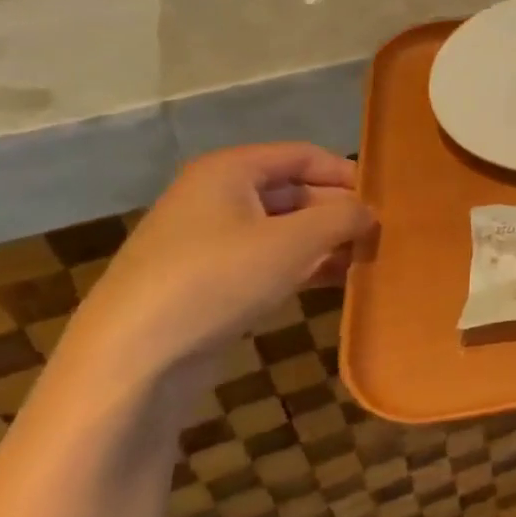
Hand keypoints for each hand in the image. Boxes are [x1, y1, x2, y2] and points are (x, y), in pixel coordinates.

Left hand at [65, 143, 374, 384]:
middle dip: (337, 212)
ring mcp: (207, 241)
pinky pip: (265, 261)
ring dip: (324, 242)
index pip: (303, 155)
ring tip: (366, 261)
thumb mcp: (294, 242)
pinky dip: (301, 266)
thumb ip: (341, 217)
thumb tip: (369, 212)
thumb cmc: (217, 280)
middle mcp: (216, 196)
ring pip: (282, 230)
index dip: (346, 173)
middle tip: (380, 235)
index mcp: (230, 170)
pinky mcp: (205, 282)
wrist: (131, 361)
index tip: (384, 200)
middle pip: (294, 191)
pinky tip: (334, 283)